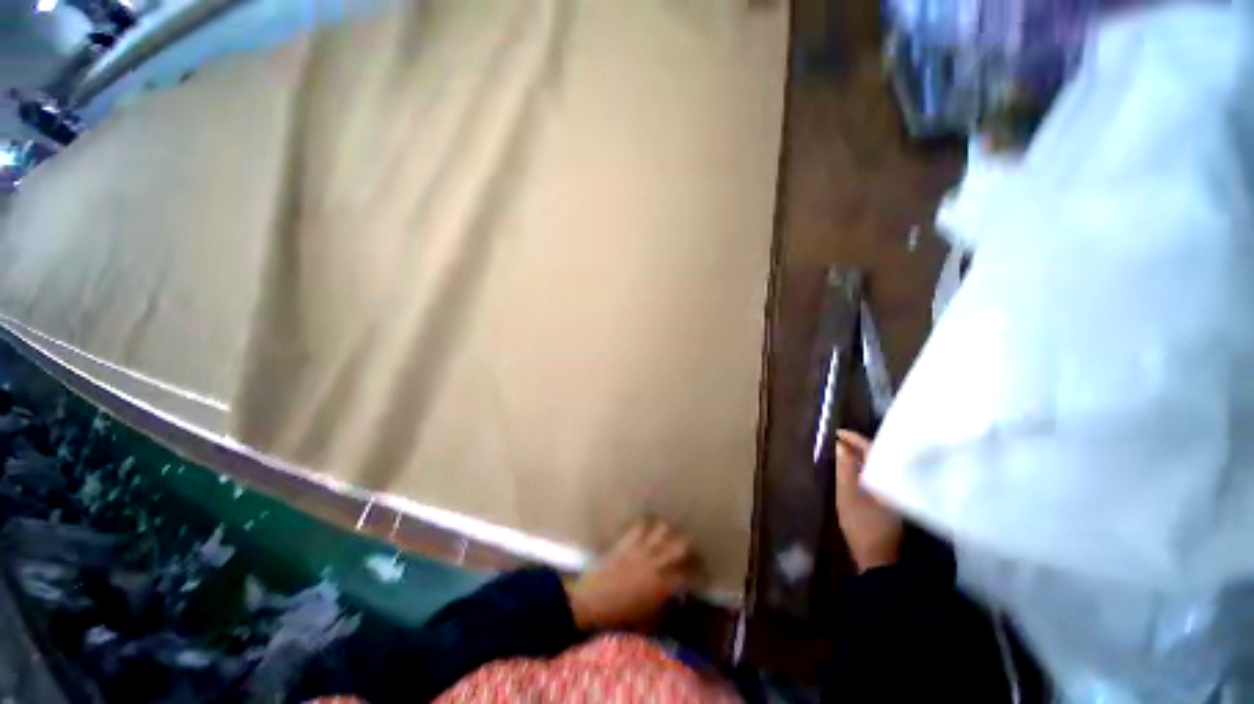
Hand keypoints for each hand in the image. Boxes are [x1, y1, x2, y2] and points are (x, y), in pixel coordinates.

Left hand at [566, 519, 697, 631]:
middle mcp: (656, 561)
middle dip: (691, 547)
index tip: (704, 576)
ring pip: (664, 529)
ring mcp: (641, 547)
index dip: (700, 575)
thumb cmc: (619, 617)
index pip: (690, 575)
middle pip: (682, 544)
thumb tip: (677, 597)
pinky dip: (648, 526)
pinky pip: (641, 525)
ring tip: (671, 537)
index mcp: (663, 584)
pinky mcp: (627, 540)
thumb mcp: (648, 620)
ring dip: (670, 533)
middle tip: (691, 552)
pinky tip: (649, 530)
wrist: (591, 602)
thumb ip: (666, 605)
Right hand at [835, 430, 903, 572]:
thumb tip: (839, 445)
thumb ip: (843, 468)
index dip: (854, 439)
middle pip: (879, 456)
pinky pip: (882, 477)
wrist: (880, 559)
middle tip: (839, 441)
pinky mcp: (895, 501)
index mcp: (886, 477)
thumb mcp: (846, 494)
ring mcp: (898, 492)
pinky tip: (857, 471)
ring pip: (881, 467)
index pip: (871, 449)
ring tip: (845, 452)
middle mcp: (897, 481)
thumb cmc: (861, 525)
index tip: (837, 433)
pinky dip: (868, 470)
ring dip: (864, 458)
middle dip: (859, 446)